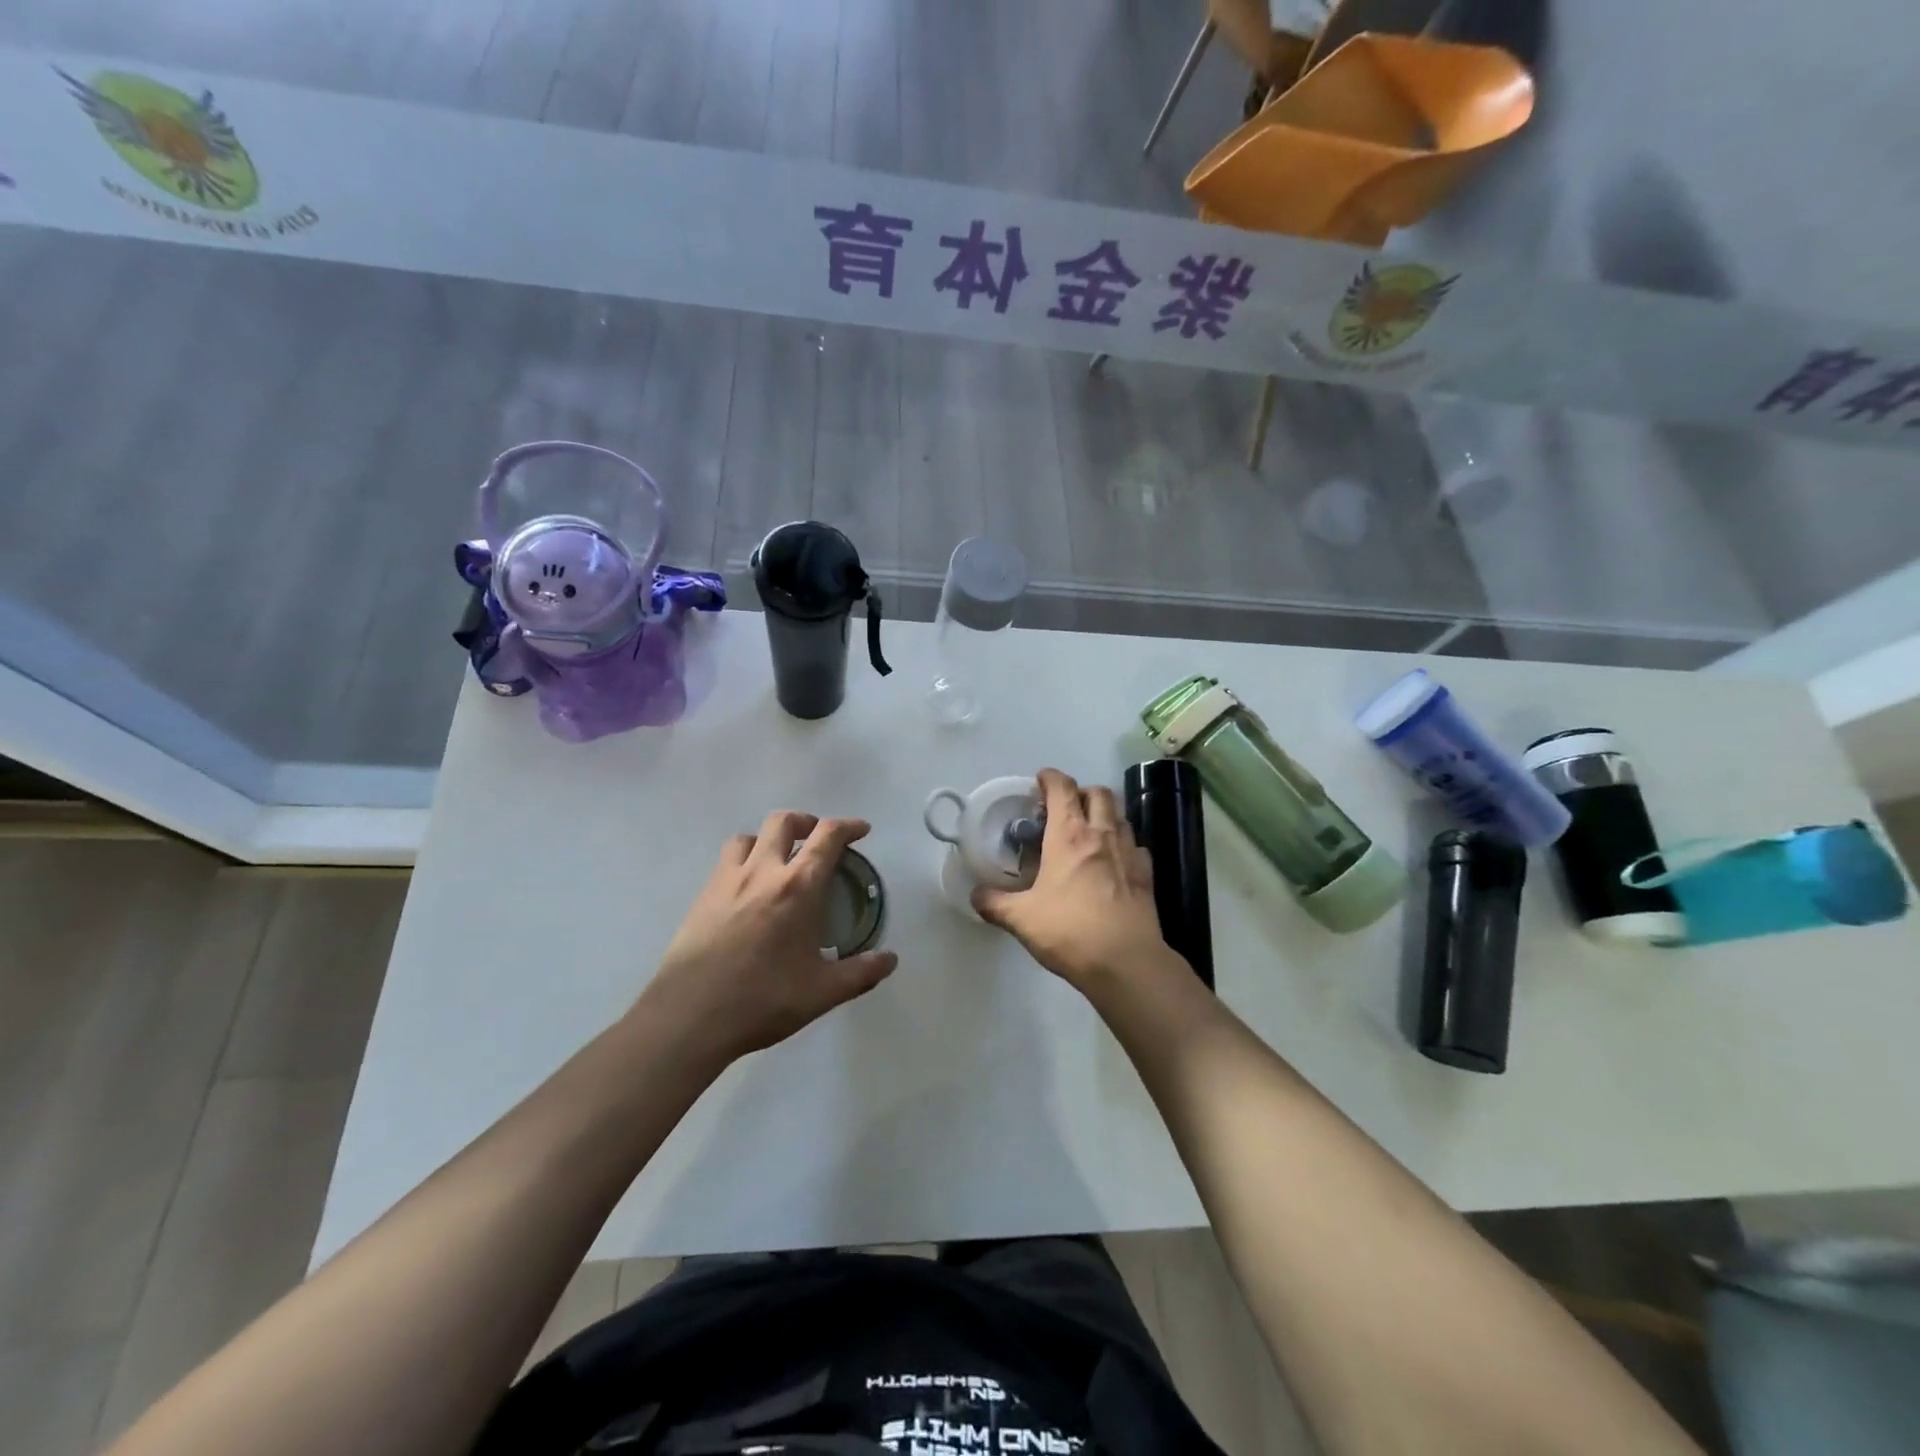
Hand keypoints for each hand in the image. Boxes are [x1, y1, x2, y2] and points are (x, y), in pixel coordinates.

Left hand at [640, 812, 897, 1062]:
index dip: (848, 826)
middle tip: (818, 840)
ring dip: (769, 838)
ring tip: (779, 859)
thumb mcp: (822, 993)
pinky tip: (748, 889)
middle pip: (784, 822)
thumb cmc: (762, 1000)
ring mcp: (727, 880)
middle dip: (807, 822)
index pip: (828, 837)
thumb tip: (890, 960)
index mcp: (798, 887)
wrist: (689, 1016)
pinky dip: (744, 859)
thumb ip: (861, 973)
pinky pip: (726, 860)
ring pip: (749, 836)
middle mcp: (763, 871)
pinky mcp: (702, 896)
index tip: (861, 831)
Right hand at [972, 768, 1177, 990]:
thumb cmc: (1069, 931)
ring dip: (1104, 814)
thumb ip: (994, 903)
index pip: (1062, 788)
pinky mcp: (1147, 874)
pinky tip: (1114, 862)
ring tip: (1088, 832)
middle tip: (1064, 809)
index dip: (1050, 778)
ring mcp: (1129, 852)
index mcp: (1069, 835)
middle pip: (1098, 793)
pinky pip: (1136, 845)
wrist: (1125, 962)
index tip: (1040, 781)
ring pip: (1120, 815)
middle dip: (1080, 792)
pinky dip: (1123, 843)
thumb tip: (975, 894)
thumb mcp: (1021, 918)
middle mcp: (1102, 834)